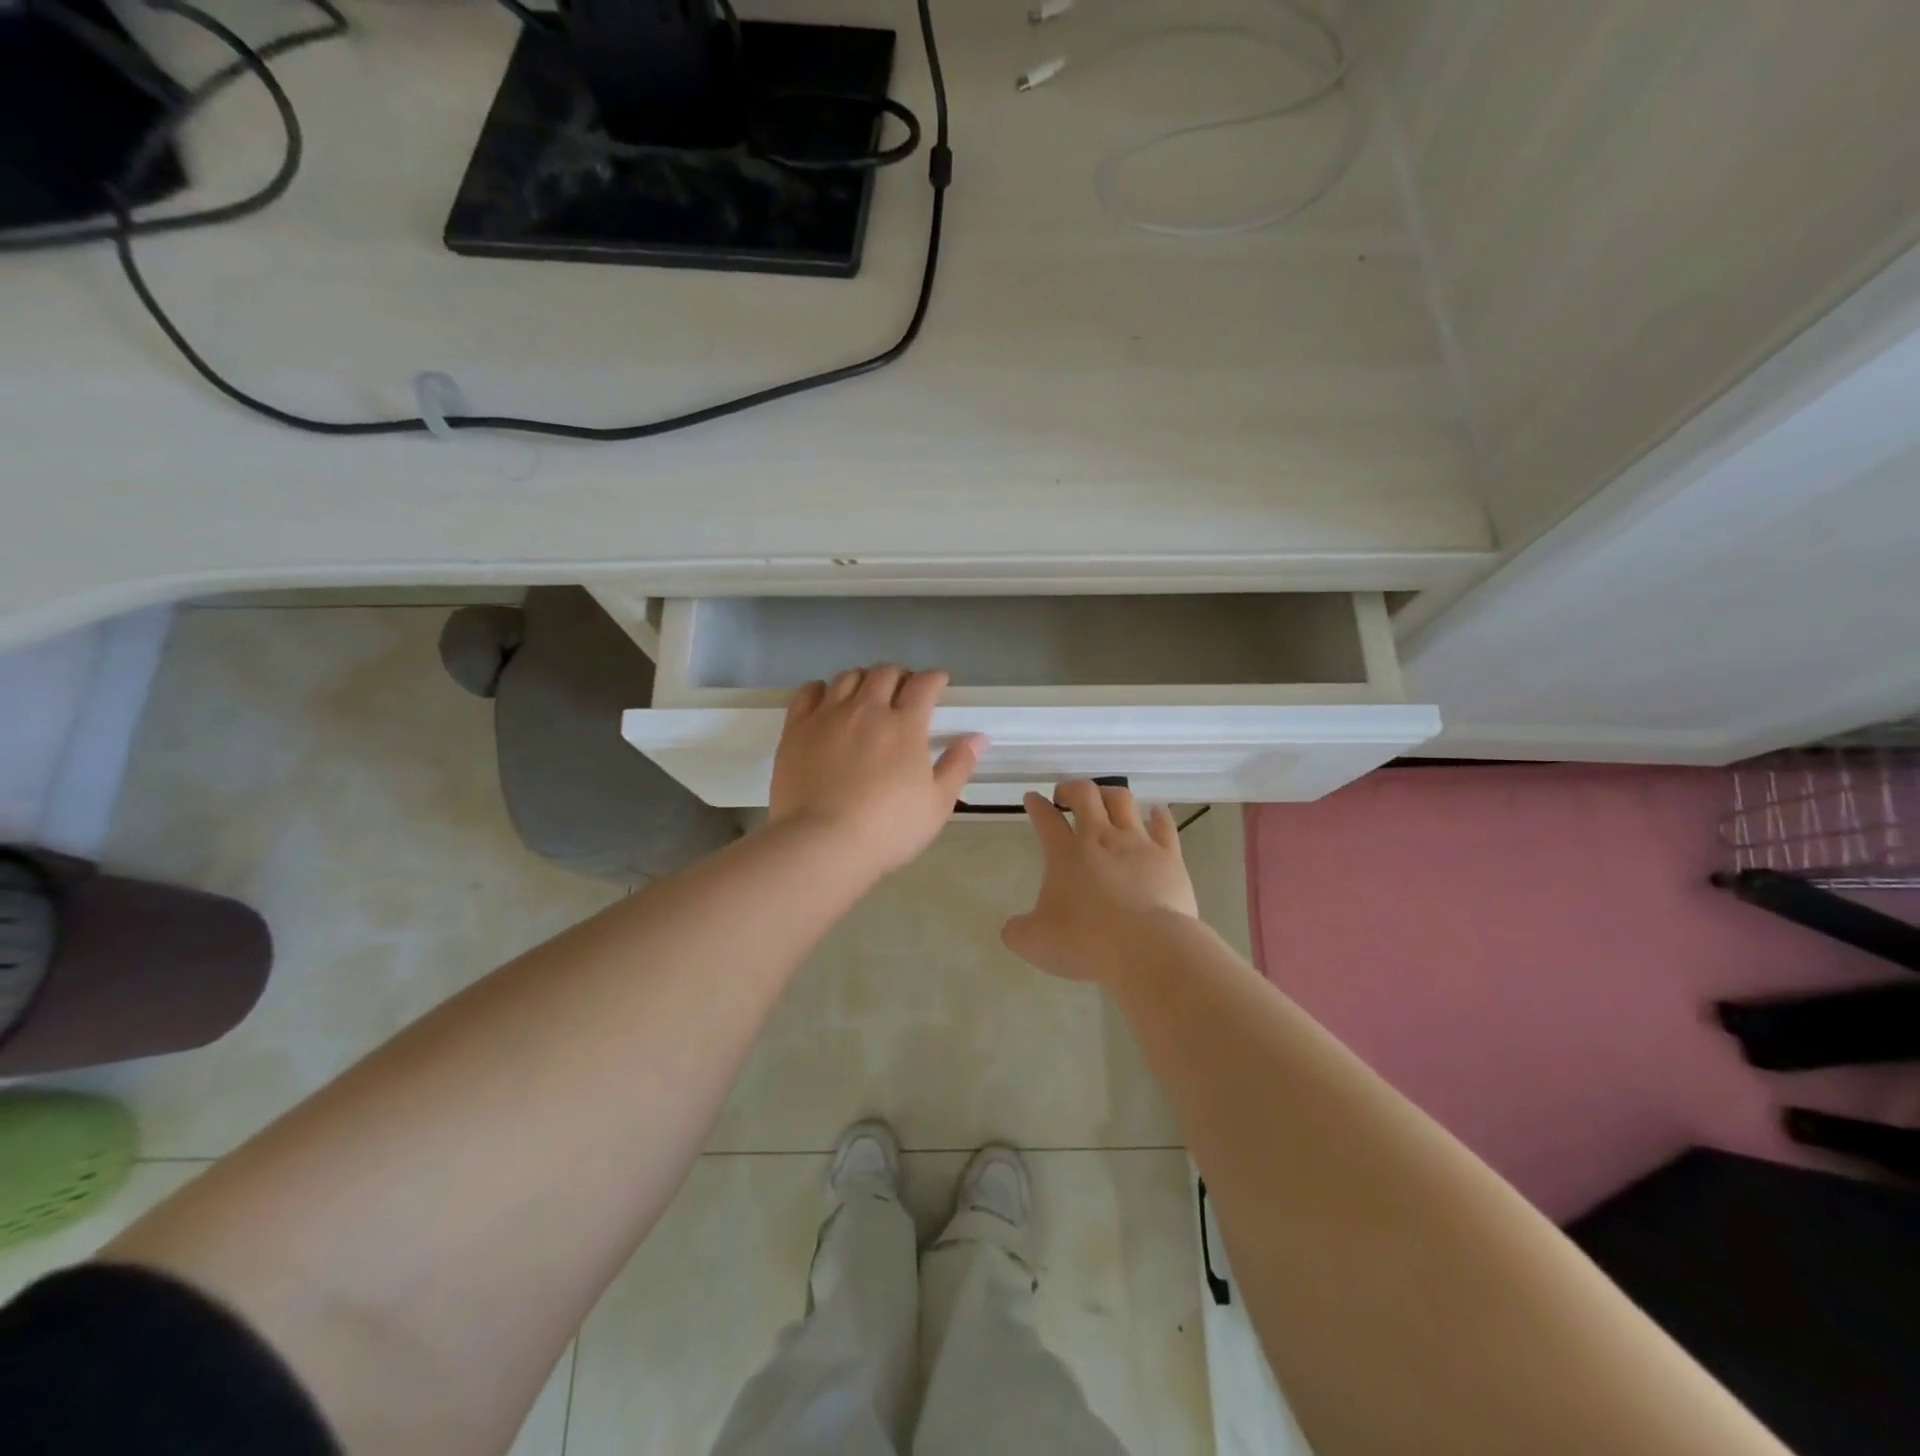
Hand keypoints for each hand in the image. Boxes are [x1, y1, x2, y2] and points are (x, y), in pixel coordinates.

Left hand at [768, 665, 984, 878]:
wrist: (822, 843)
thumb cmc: (888, 829)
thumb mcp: (937, 804)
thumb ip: (958, 766)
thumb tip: (978, 737)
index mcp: (905, 725)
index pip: (924, 684)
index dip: (934, 678)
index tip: (939, 682)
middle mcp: (867, 710)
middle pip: (885, 673)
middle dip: (900, 675)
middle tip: (904, 689)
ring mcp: (828, 716)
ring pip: (848, 677)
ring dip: (864, 679)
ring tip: (867, 693)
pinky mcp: (796, 729)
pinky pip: (808, 692)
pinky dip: (822, 689)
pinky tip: (827, 698)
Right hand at [1002, 780, 1199, 983]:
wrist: (1147, 948)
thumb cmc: (1087, 943)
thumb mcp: (1036, 943)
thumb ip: (1018, 931)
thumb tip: (1012, 928)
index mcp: (1065, 854)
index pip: (1045, 818)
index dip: (1036, 805)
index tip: (1032, 798)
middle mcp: (1100, 838)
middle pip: (1085, 794)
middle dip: (1071, 788)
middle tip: (1065, 796)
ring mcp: (1137, 843)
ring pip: (1122, 800)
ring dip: (1109, 794)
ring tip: (1104, 799)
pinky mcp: (1169, 857)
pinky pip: (1164, 825)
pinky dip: (1159, 814)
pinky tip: (1156, 811)